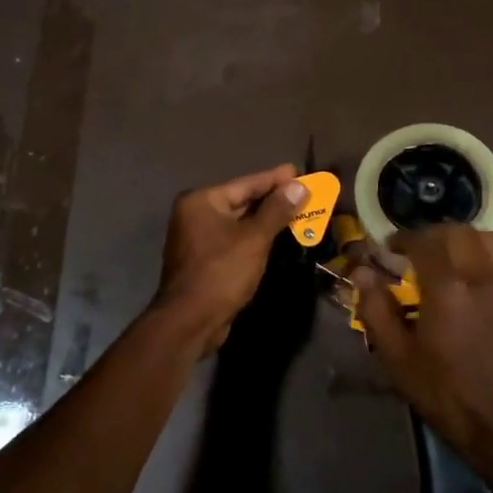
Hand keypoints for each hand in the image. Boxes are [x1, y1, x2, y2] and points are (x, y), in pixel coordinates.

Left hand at [152, 164, 309, 353]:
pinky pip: (234, 240)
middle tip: (303, 192)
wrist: (190, 321)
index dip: (275, 179)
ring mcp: (197, 238)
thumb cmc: (221, 272)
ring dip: (266, 220)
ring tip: (296, 212)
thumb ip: (277, 210)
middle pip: (241, 201)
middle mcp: (195, 214)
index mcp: (201, 201)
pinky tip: (275, 237)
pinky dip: (254, 238)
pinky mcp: (204, 260)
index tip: (299, 171)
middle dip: (273, 200)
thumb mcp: (254, 238)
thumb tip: (298, 186)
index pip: (246, 183)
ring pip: (239, 223)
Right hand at [353, 226, 492, 475]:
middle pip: (457, 231)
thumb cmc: (448, 395)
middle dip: (431, 235)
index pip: (424, 240)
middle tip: (415, 252)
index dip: (402, 239)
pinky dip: (485, 256)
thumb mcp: (399, 359)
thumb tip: (363, 273)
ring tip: (448, 258)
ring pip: (488, 238)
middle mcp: (483, 275)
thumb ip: (377, 310)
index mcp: (448, 287)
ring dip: (463, 239)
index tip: (388, 250)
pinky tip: (474, 281)